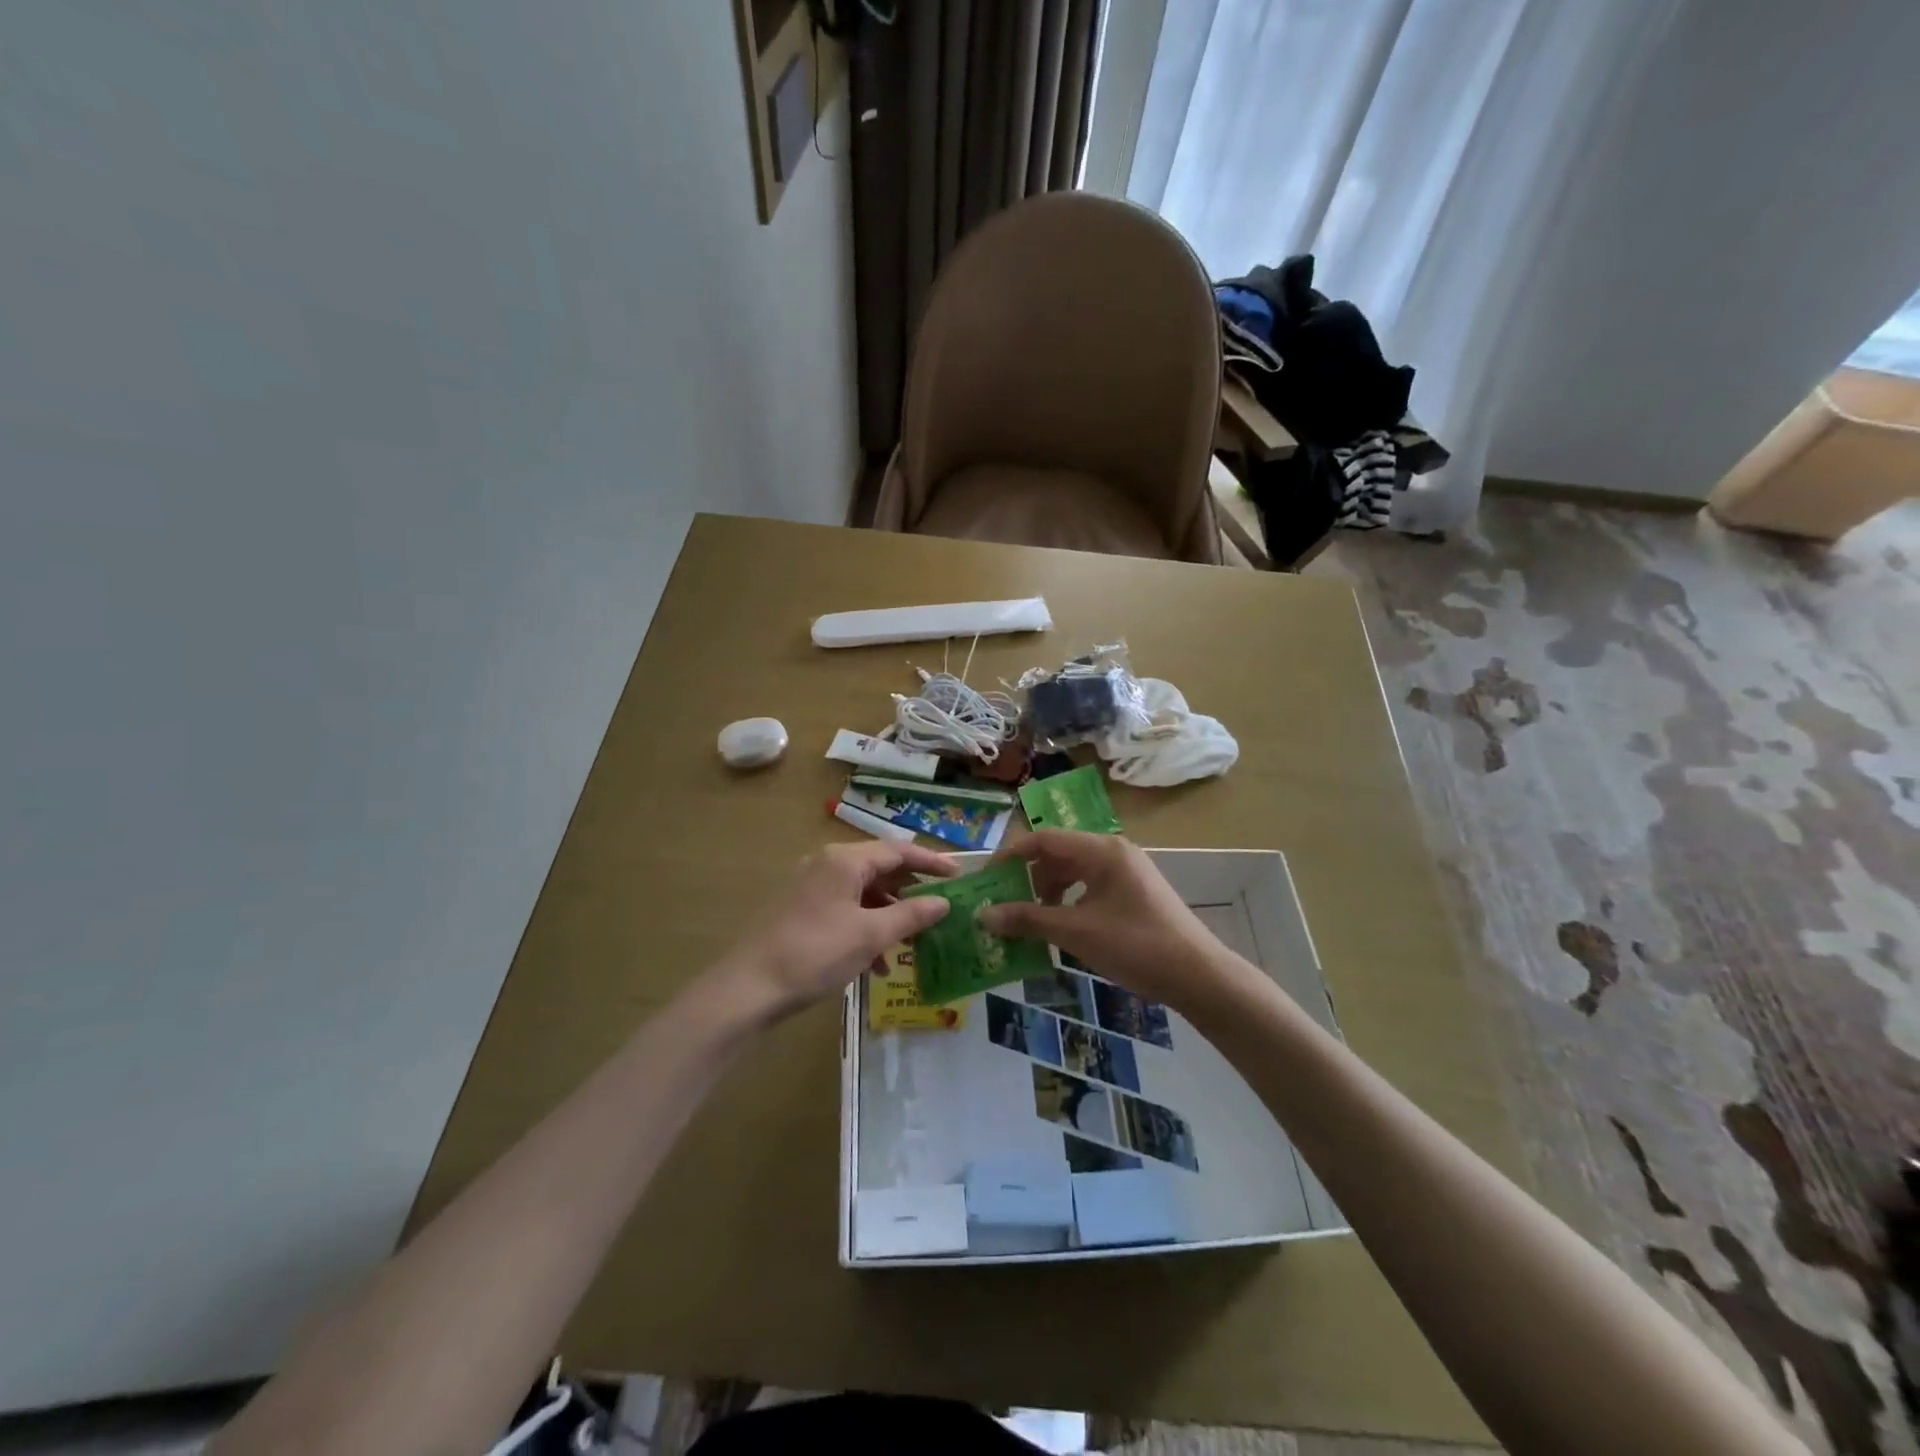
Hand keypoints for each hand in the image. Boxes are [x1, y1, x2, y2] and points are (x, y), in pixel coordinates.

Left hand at [714, 840, 955, 1020]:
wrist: (747, 988)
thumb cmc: (814, 954)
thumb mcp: (870, 936)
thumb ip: (911, 916)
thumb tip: (944, 902)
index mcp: (844, 860)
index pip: (898, 851)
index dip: (931, 862)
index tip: (959, 875)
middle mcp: (826, 864)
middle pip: (880, 869)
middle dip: (911, 891)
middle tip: (940, 908)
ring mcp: (810, 886)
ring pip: (862, 892)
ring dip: (889, 915)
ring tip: (913, 942)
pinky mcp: (800, 909)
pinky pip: (844, 908)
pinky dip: (865, 927)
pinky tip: (876, 963)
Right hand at [978, 831, 1220, 1006]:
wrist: (1198, 975)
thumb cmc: (1135, 945)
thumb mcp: (1075, 932)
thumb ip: (1028, 919)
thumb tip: (983, 916)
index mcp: (1101, 850)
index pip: (1044, 839)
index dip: (1012, 856)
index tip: (987, 879)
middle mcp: (1114, 852)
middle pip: (1058, 854)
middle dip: (1029, 878)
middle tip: (1006, 906)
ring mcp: (1127, 872)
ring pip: (1074, 872)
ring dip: (1049, 893)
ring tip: (1032, 922)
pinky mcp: (1134, 892)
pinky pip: (1091, 887)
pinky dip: (1070, 902)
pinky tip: (1062, 929)